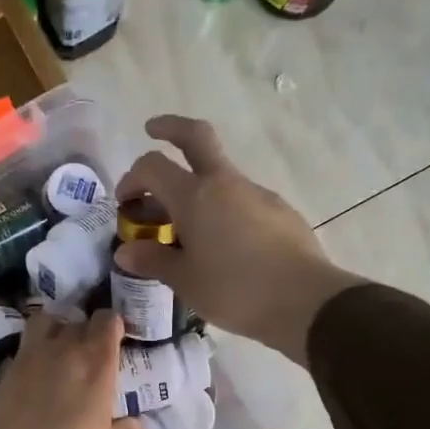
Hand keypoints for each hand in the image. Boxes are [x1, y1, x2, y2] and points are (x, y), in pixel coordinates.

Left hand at [0, 309, 144, 428]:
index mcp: (96, 368)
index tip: (115, 338)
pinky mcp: (5, 374)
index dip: (113, 325)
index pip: (108, 322)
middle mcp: (63, 353)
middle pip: (78, 322)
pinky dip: (33, 352)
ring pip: (44, 322)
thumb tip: (133, 422)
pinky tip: (37, 377)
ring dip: (56, 329)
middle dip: (87, 330)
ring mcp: (29, 360)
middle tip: (90, 352)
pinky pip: (23, 348)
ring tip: (60, 351)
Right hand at [115, 116, 364, 365]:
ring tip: (186, 227)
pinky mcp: (279, 211)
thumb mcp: (184, 280)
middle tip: (152, 130)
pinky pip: (241, 200)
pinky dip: (222, 208)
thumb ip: (153, 260)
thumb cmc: (234, 290)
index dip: (131, 179)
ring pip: (220, 174)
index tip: (125, 204)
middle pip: (196, 136)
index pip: (153, 166)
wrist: (305, 301)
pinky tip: (222, 244)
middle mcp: (225, 183)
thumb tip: (125, 252)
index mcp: (195, 195)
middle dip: (170, 128)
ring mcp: (256, 193)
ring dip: (196, 185)